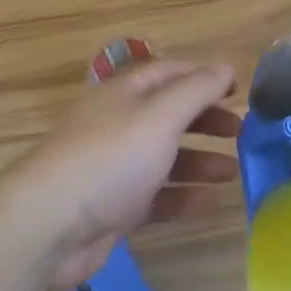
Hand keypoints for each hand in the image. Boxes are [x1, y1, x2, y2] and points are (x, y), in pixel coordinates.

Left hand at [14, 59, 240, 290]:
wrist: (49, 224)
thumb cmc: (110, 157)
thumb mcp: (160, 115)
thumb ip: (197, 91)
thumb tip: (226, 67)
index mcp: (127, 92)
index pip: (171, 72)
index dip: (205, 76)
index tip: (239, 89)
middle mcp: (121, 122)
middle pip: (170, 113)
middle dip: (206, 119)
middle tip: (241, 132)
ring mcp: (117, 166)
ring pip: (166, 156)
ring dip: (200, 160)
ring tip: (234, 172)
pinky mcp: (114, 206)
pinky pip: (157, 196)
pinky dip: (183, 197)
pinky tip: (211, 205)